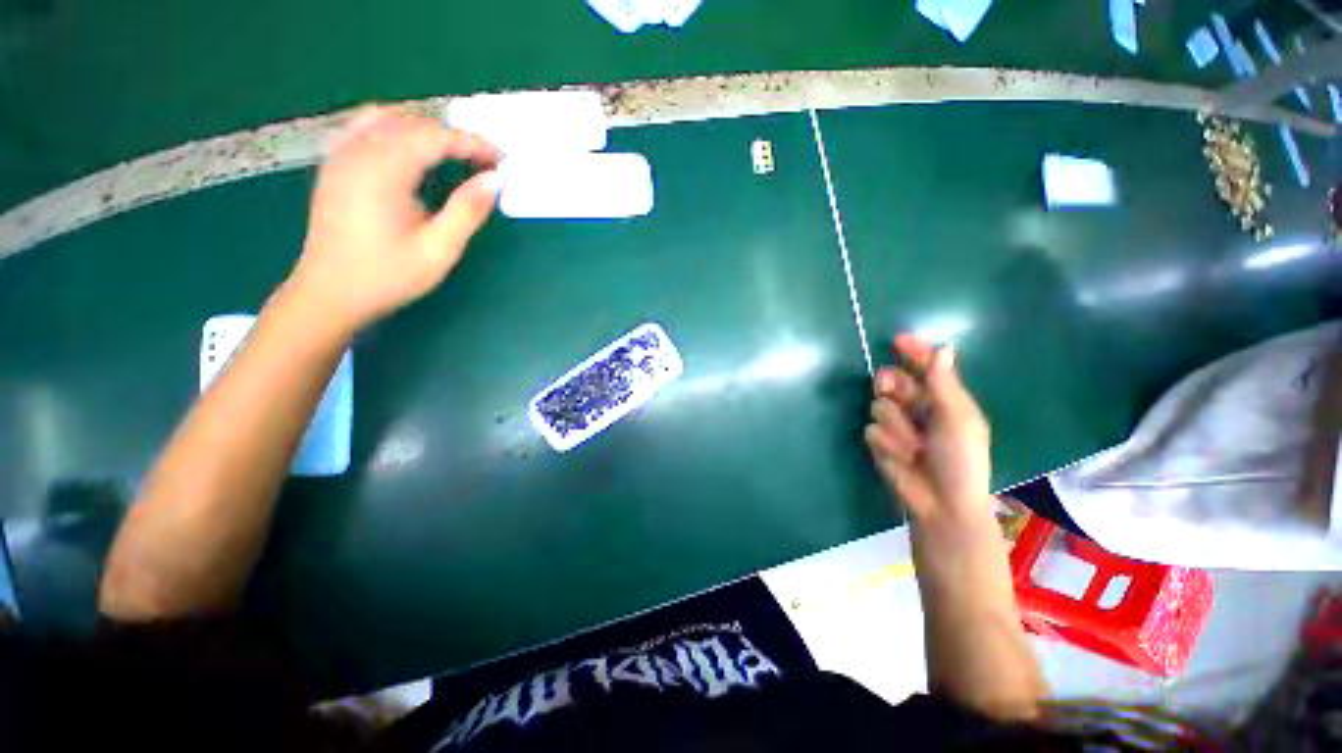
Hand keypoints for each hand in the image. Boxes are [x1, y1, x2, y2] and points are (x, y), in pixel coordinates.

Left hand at [285, 105, 501, 335]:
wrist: (329, 294)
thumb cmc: (388, 276)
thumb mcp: (438, 250)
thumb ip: (467, 211)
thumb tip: (495, 180)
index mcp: (383, 172)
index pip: (433, 138)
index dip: (470, 143)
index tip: (499, 157)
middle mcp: (358, 154)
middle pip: (410, 124)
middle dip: (450, 137)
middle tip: (482, 161)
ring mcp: (340, 157)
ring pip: (385, 120)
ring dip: (423, 131)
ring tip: (450, 154)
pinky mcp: (333, 167)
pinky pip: (362, 129)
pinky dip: (392, 130)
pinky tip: (406, 150)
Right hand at [864, 334, 993, 527]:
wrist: (941, 503)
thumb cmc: (960, 460)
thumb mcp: (957, 419)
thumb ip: (944, 385)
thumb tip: (943, 348)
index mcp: (943, 398)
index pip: (925, 367)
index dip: (912, 352)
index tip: (897, 340)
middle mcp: (917, 407)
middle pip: (892, 381)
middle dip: (889, 383)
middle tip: (886, 387)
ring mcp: (896, 425)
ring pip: (878, 405)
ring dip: (894, 425)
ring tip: (913, 447)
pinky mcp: (879, 442)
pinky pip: (872, 430)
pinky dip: (886, 443)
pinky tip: (901, 458)